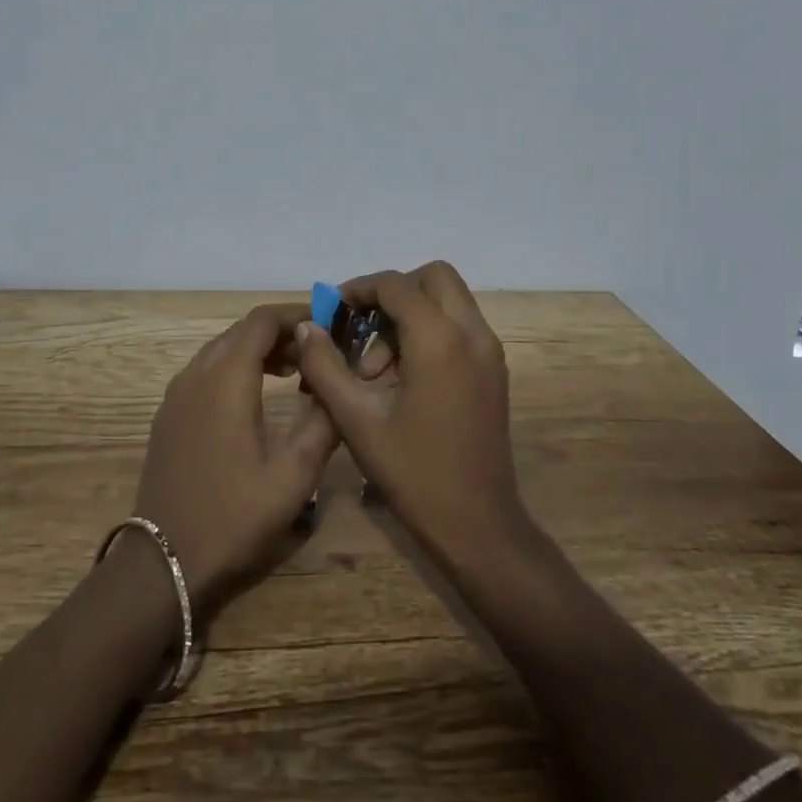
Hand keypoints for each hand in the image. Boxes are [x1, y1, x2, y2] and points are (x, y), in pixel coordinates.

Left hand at [132, 303, 336, 615]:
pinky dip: (234, 368)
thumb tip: (337, 381)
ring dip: (256, 350)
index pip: (261, 321)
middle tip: (316, 352)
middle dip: (280, 332)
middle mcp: (196, 374)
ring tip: (293, 372)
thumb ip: (323, 422)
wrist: (164, 561)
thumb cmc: (234, 517)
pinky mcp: (168, 415)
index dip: (296, 314)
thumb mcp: (294, 475)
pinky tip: (255, 397)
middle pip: (240, 331)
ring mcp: (176, 394)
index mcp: (226, 379)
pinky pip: (205, 371)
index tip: (328, 325)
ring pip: (220, 349)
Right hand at [292, 262, 524, 574]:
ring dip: (411, 315)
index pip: (396, 285)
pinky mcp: (495, 370)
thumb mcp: (356, 419)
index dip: (359, 289)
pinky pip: (460, 326)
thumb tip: (306, 327)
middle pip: (434, 277)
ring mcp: (490, 351)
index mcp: (440, 340)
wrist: (478, 523)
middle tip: (362, 329)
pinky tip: (403, 377)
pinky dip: (431, 331)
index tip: (332, 312)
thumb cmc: (413, 472)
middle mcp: (473, 333)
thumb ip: (325, 366)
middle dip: (393, 293)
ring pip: (450, 300)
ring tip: (376, 369)